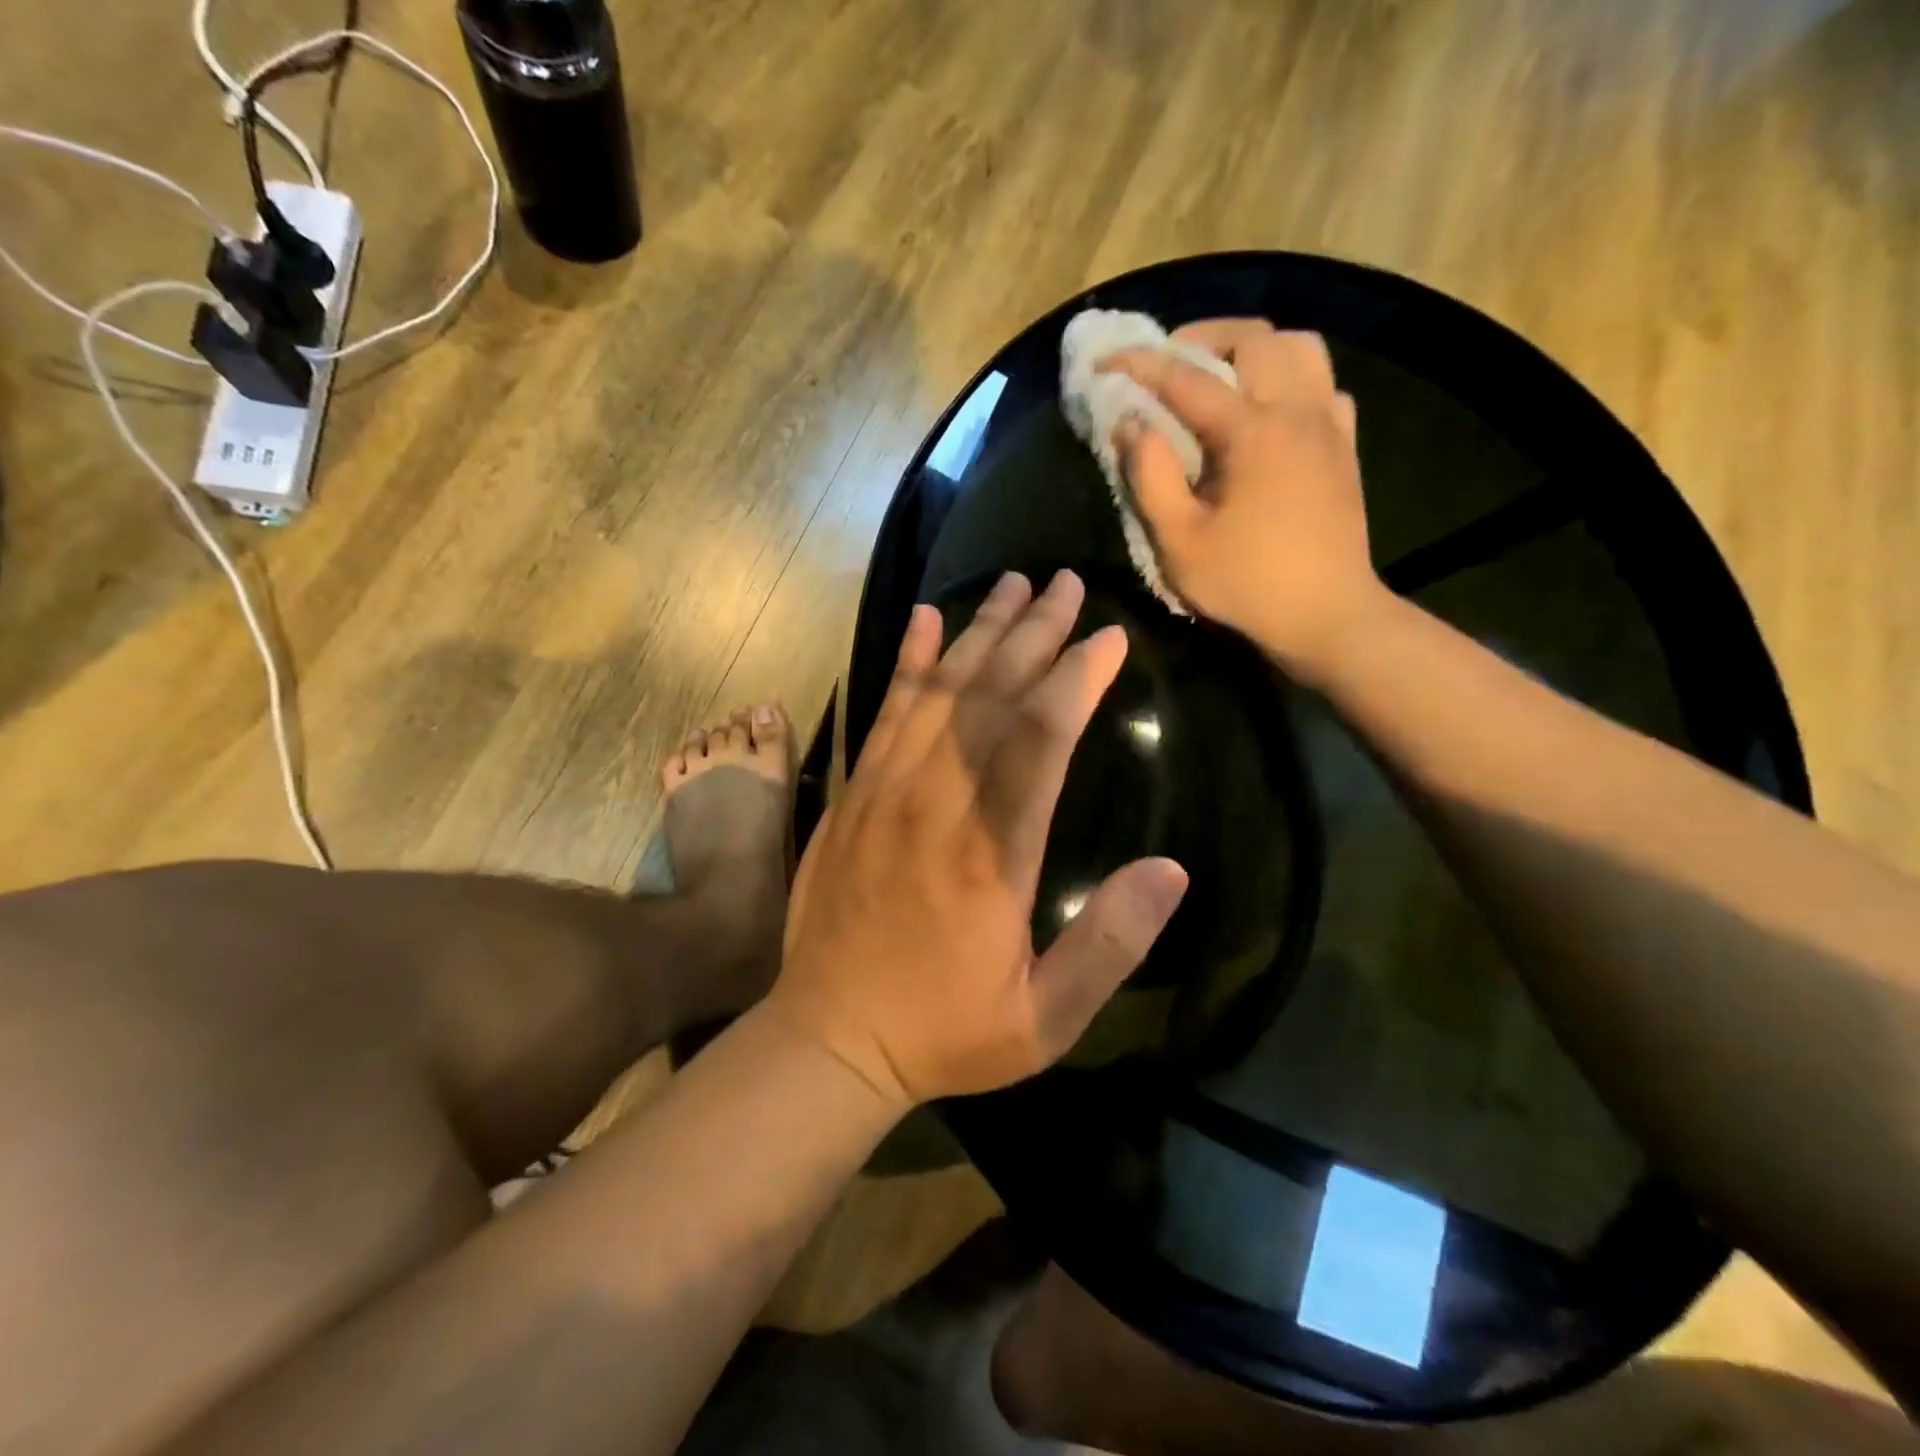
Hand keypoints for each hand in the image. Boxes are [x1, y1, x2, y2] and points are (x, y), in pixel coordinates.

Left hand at [767, 570, 1189, 1108]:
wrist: (830, 1037)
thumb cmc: (945, 1031)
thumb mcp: (1045, 1019)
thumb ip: (1110, 944)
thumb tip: (1172, 870)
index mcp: (992, 853)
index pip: (1042, 740)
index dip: (1077, 680)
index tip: (1109, 637)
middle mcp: (938, 804)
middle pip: (992, 697)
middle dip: (1035, 633)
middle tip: (1067, 582)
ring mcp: (887, 792)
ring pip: (940, 691)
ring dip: (980, 632)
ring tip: (1013, 582)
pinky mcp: (855, 794)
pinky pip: (884, 712)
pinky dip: (907, 662)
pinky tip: (925, 620)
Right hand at [1104, 319, 1385, 682]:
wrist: (1327, 615)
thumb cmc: (1247, 583)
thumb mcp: (1180, 541)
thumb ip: (1150, 477)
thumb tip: (1131, 425)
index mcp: (1252, 431)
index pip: (1187, 378)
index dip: (1141, 365)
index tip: (1106, 363)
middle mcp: (1297, 410)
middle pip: (1253, 338)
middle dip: (1201, 338)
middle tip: (1167, 364)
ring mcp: (1328, 424)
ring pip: (1298, 347)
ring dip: (1252, 349)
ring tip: (1220, 376)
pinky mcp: (1344, 445)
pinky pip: (1322, 383)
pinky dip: (1290, 378)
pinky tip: (1268, 409)